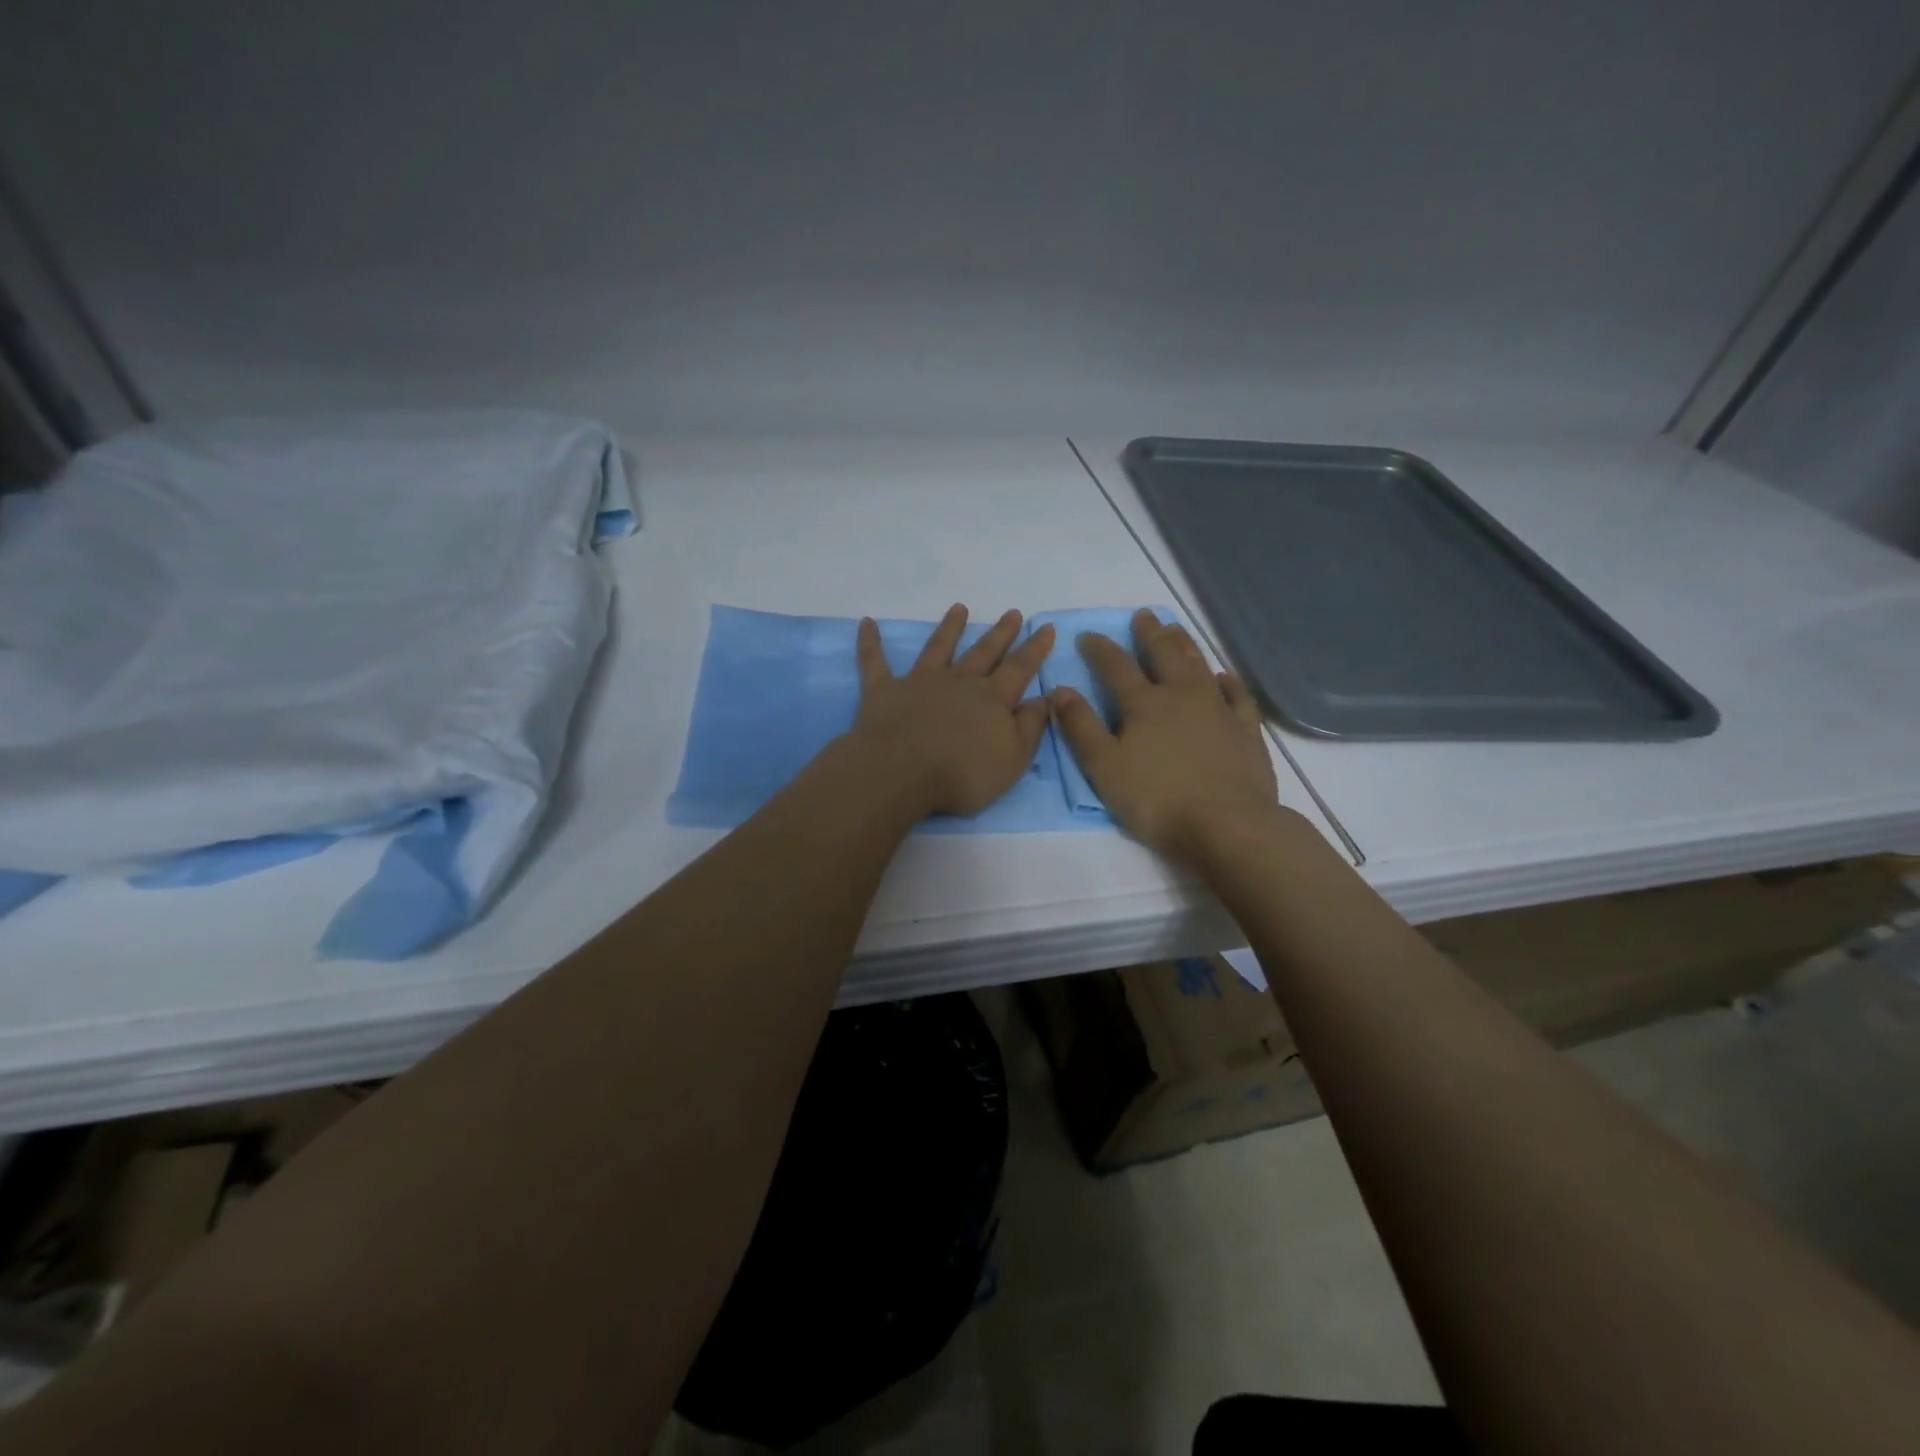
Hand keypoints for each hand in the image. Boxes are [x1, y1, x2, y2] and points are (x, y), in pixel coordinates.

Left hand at [849, 604, 1055, 816]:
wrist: (902, 772)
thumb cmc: (962, 773)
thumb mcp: (1013, 758)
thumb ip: (1031, 726)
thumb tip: (1046, 697)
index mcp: (992, 698)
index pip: (1020, 668)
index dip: (1034, 648)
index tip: (1045, 627)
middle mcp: (959, 681)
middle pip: (984, 652)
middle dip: (1000, 633)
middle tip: (1012, 612)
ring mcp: (920, 681)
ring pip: (938, 647)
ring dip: (949, 627)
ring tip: (959, 608)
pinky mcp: (884, 690)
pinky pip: (875, 661)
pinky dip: (870, 641)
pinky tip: (867, 624)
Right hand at [1051, 609, 1279, 861]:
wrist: (1227, 823)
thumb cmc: (1157, 798)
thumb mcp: (1105, 767)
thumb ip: (1081, 727)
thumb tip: (1061, 690)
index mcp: (1144, 703)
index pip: (1116, 666)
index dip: (1099, 649)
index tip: (1087, 635)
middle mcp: (1182, 695)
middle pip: (1164, 654)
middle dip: (1150, 633)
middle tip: (1144, 615)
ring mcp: (1219, 709)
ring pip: (1200, 665)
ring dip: (1185, 645)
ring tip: (1176, 629)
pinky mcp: (1245, 730)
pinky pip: (1238, 696)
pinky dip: (1229, 682)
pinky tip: (1224, 675)